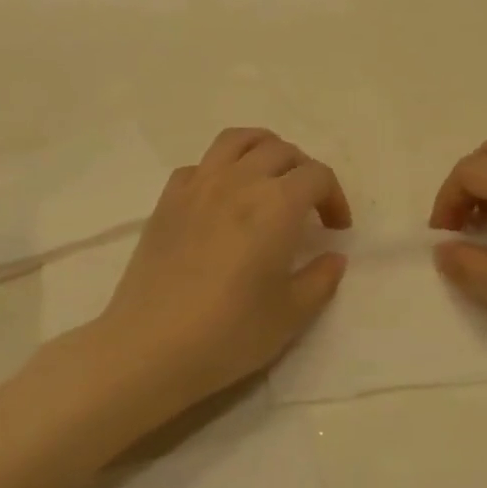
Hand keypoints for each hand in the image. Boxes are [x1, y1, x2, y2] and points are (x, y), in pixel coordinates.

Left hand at [89, 128, 351, 423]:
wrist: (150, 346)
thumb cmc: (230, 332)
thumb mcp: (291, 314)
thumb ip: (321, 279)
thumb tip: (333, 257)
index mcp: (277, 204)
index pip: (317, 176)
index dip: (334, 197)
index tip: (336, 229)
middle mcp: (239, 181)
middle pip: (281, 151)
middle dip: (304, 172)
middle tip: (308, 206)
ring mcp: (198, 185)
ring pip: (237, 141)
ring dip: (263, 150)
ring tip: (269, 178)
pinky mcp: (167, 200)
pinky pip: (200, 165)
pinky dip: (220, 169)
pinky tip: (222, 199)